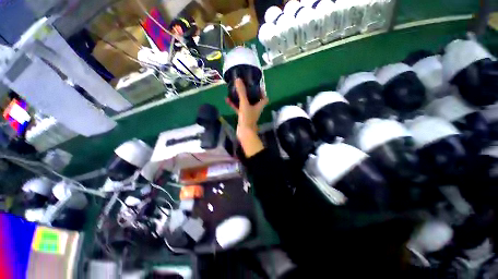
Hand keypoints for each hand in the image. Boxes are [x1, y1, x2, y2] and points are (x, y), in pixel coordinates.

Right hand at [226, 78, 268, 132]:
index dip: (262, 92)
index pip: (264, 98)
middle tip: (243, 86)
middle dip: (249, 93)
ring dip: (241, 98)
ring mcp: (249, 113)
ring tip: (235, 91)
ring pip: (246, 104)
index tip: (256, 86)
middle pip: (254, 100)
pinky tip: (227, 100)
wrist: (244, 132)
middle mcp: (255, 109)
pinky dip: (234, 104)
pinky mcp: (243, 116)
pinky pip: (239, 108)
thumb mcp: (244, 103)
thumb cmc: (247, 118)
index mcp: (259, 106)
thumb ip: (241, 92)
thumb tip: (238, 79)